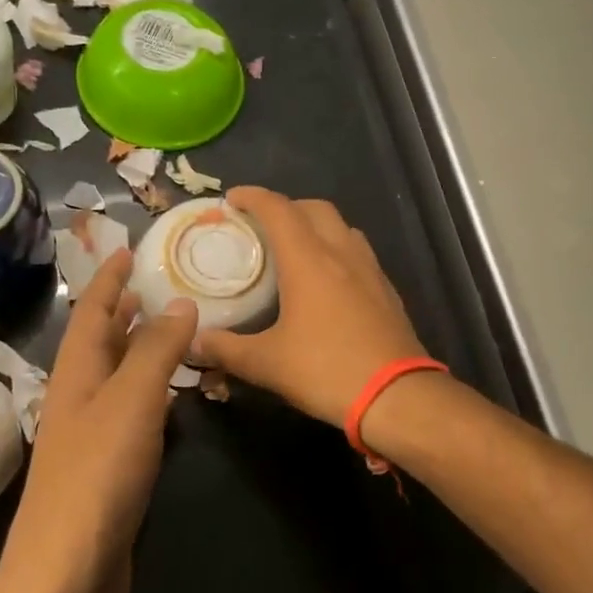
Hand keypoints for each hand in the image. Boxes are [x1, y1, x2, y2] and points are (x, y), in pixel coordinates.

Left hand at [0, 249, 196, 592]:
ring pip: (116, 376)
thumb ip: (157, 351)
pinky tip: (173, 397)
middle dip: (122, 308)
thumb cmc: (97, 479)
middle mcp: (79, 398)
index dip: (108, 278)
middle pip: (100, 341)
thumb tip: (179, 302)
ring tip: (169, 326)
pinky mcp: (108, 469)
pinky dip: (151, 391)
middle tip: (154, 282)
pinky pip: (131, 412)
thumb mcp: (132, 403)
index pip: (92, 312)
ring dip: (138, 347)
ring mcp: (91, 436)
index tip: (126, 248)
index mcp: (76, 375)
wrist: (66, 577)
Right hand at [194, 188, 429, 427]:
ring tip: (295, 249)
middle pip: (314, 208)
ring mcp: (370, 270)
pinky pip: (358, 252)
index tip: (232, 199)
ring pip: (341, 227)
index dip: (253, 197)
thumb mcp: (267, 363)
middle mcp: (342, 253)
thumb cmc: (327, 370)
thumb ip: (226, 348)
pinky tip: (328, 281)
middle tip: (262, 226)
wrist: (397, 395)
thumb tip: (194, 341)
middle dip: (286, 206)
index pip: (278, 209)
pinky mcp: (387, 290)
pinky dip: (337, 250)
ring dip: (316, 226)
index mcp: (309, 260)